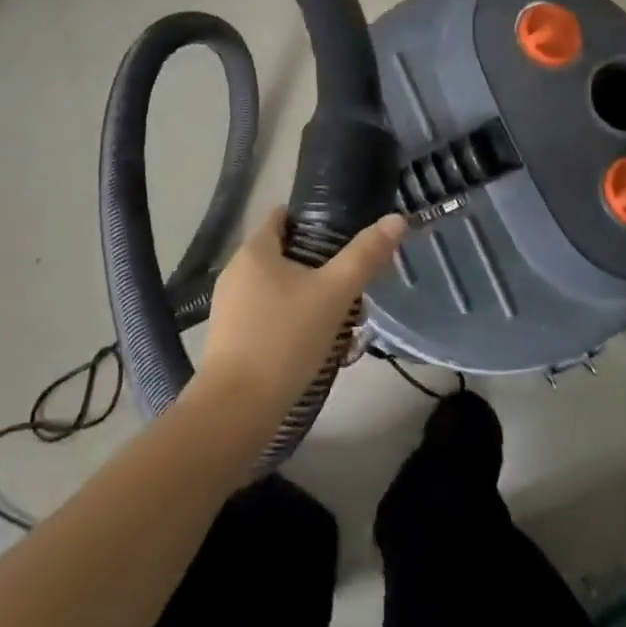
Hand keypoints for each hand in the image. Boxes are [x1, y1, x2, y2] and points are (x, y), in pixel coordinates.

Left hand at [196, 207, 406, 421]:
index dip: (316, 219)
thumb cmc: (285, 339)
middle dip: (318, 264)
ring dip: (306, 295)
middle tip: (351, 281)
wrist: (236, 410)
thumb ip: (365, 255)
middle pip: (284, 252)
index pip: (284, 216)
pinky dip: (290, 319)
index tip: (347, 234)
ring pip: (277, 286)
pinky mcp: (229, 337)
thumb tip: (396, 219)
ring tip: (339, 315)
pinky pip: (266, 314)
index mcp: (254, 249)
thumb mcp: (334, 294)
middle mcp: (236, 270)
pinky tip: (313, 343)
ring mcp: (229, 305)